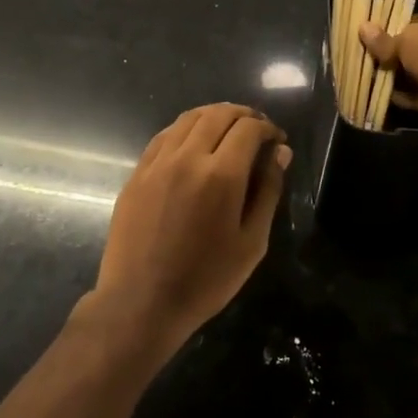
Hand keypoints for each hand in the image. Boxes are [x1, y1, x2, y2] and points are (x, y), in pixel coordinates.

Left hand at [75, 103, 290, 359]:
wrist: (141, 302)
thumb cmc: (206, 280)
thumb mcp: (252, 242)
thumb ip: (268, 191)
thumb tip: (279, 152)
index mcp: (221, 175)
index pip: (249, 129)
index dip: (268, 128)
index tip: (276, 140)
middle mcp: (187, 157)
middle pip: (218, 114)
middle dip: (243, 115)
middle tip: (256, 130)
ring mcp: (157, 163)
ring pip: (188, 118)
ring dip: (213, 116)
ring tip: (228, 130)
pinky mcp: (137, 173)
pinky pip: (164, 136)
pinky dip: (185, 129)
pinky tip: (193, 143)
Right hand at [358, 9, 417, 133]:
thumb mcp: (406, 37)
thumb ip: (385, 38)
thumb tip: (362, 28)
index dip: (397, 27)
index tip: (373, 33)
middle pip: (417, 49)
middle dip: (393, 53)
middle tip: (365, 54)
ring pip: (416, 74)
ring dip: (394, 76)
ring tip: (365, 72)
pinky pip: (416, 96)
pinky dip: (400, 96)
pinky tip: (376, 93)